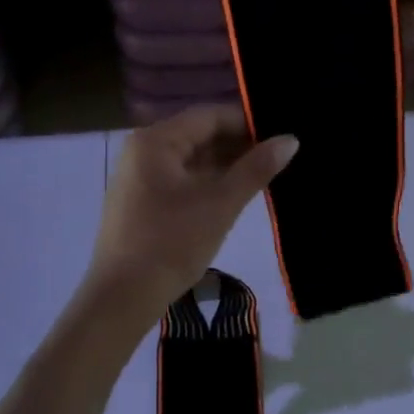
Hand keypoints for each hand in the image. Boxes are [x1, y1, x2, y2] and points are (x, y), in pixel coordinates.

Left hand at [84, 104, 297, 315]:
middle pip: (200, 135)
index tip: (282, 134)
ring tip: (267, 174)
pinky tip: (237, 193)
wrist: (123, 298)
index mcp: (156, 141)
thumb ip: (256, 169)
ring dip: (227, 165)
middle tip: (281, 156)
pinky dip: (209, 182)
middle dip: (240, 145)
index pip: (210, 116)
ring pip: (192, 159)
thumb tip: (290, 140)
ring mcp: (140, 176)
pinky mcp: (143, 201)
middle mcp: (143, 150)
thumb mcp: (220, 204)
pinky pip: (182, 179)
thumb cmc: (171, 243)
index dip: (248, 122)